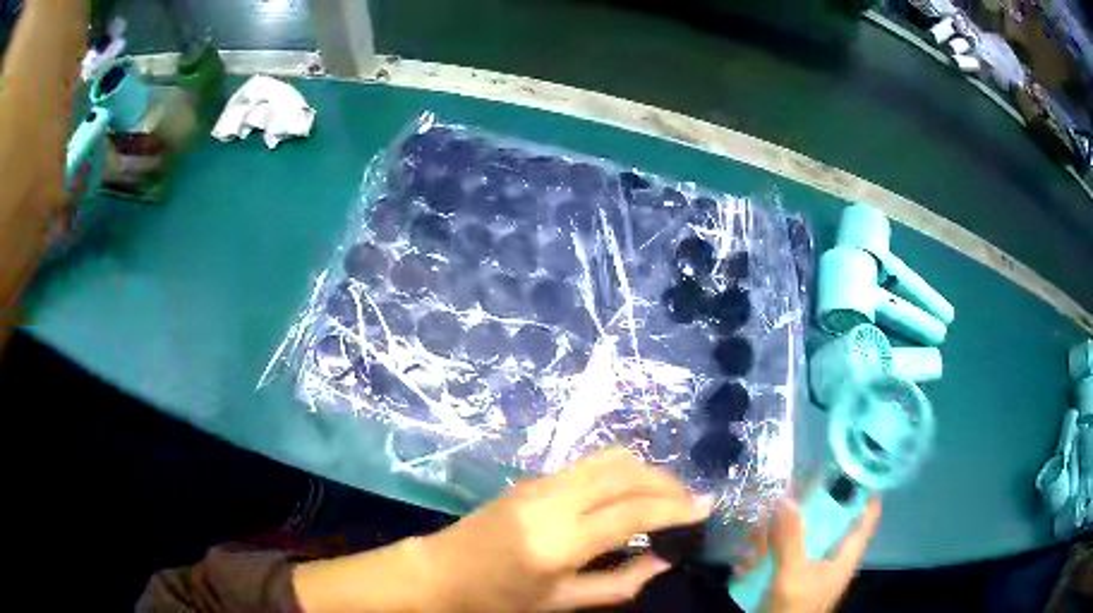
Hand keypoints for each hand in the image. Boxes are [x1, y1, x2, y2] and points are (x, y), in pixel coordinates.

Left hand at [293, 448, 712, 611]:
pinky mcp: (532, 477)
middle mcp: (552, 500)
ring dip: (645, 471)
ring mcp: (539, 483)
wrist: (439, 572)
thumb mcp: (558, 603)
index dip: (675, 507)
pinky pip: (589, 464)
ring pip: (608, 458)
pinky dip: (620, 471)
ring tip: (665, 496)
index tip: (707, 506)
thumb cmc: (497, 599)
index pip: (631, 512)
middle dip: (666, 482)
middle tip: (691, 502)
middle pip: (624, 472)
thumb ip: (617, 584)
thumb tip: (662, 561)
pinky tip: (629, 493)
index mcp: (558, 540)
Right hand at [742, 497, 880, 612]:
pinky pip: (781, 555)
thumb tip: (786, 496)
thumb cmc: (794, 610)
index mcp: (845, 554)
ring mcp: (810, 567)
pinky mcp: (790, 577)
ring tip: (753, 537)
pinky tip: (745, 560)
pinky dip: (765, 553)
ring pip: (801, 535)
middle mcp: (831, 556)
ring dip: (776, 532)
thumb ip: (790, 539)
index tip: (849, 460)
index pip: (867, 513)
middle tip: (783, 493)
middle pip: (829, 519)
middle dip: (805, 506)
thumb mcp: (792, 576)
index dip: (864, 486)